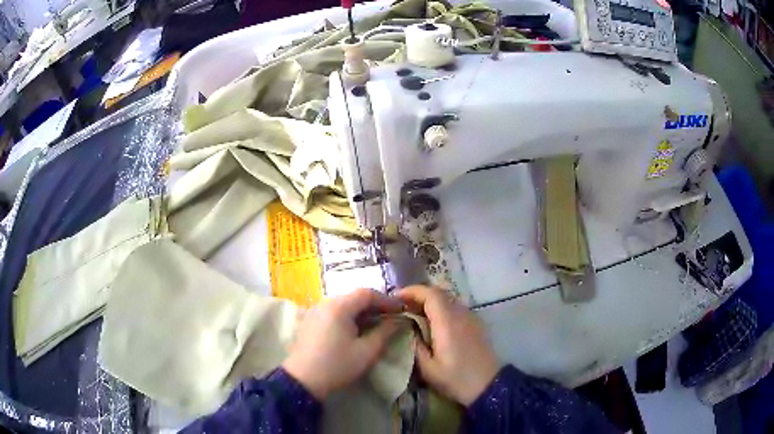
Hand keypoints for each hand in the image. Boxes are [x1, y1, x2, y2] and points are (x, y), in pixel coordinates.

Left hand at [282, 288, 401, 399]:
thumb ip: (385, 332)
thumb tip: (398, 321)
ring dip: (361, 312)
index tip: (401, 310)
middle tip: (390, 317)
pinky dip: (348, 317)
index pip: (367, 293)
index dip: (386, 300)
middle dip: (374, 305)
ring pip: (343, 304)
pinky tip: (355, 330)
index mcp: (339, 307)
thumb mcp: (367, 351)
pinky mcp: (309, 321)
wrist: (303, 380)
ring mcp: (315, 312)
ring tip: (375, 324)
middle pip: (354, 297)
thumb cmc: (337, 365)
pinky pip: (333, 312)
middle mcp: (325, 303)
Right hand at [397, 285, 499, 405]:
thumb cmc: (456, 378)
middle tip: (402, 307)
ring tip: (415, 315)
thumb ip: (415, 345)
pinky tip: (434, 324)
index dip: (412, 291)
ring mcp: (471, 317)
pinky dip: (442, 309)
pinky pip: (456, 308)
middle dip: (419, 295)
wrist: (488, 385)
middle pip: (439, 293)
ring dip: (430, 302)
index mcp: (447, 322)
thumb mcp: (428, 368)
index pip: (430, 294)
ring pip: (448, 300)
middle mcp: (460, 314)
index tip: (396, 298)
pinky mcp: (476, 324)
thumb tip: (407, 329)